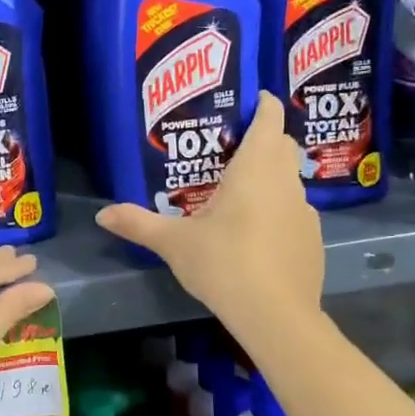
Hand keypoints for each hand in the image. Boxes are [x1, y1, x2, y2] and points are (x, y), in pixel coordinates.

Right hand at [95, 92, 323, 338]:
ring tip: (238, 195)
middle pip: (282, 146)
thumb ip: (138, 224)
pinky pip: (294, 213)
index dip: (264, 104)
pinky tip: (256, 236)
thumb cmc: (224, 263)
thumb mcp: (174, 243)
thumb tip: (102, 213)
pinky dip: (278, 212)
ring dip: (270, 179)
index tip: (252, 100)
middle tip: (231, 150)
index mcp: (255, 169)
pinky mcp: (312, 240)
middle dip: (264, 140)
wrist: (276, 315)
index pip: (270, 118)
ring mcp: (305, 212)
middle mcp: (286, 182)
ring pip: (289, 181)